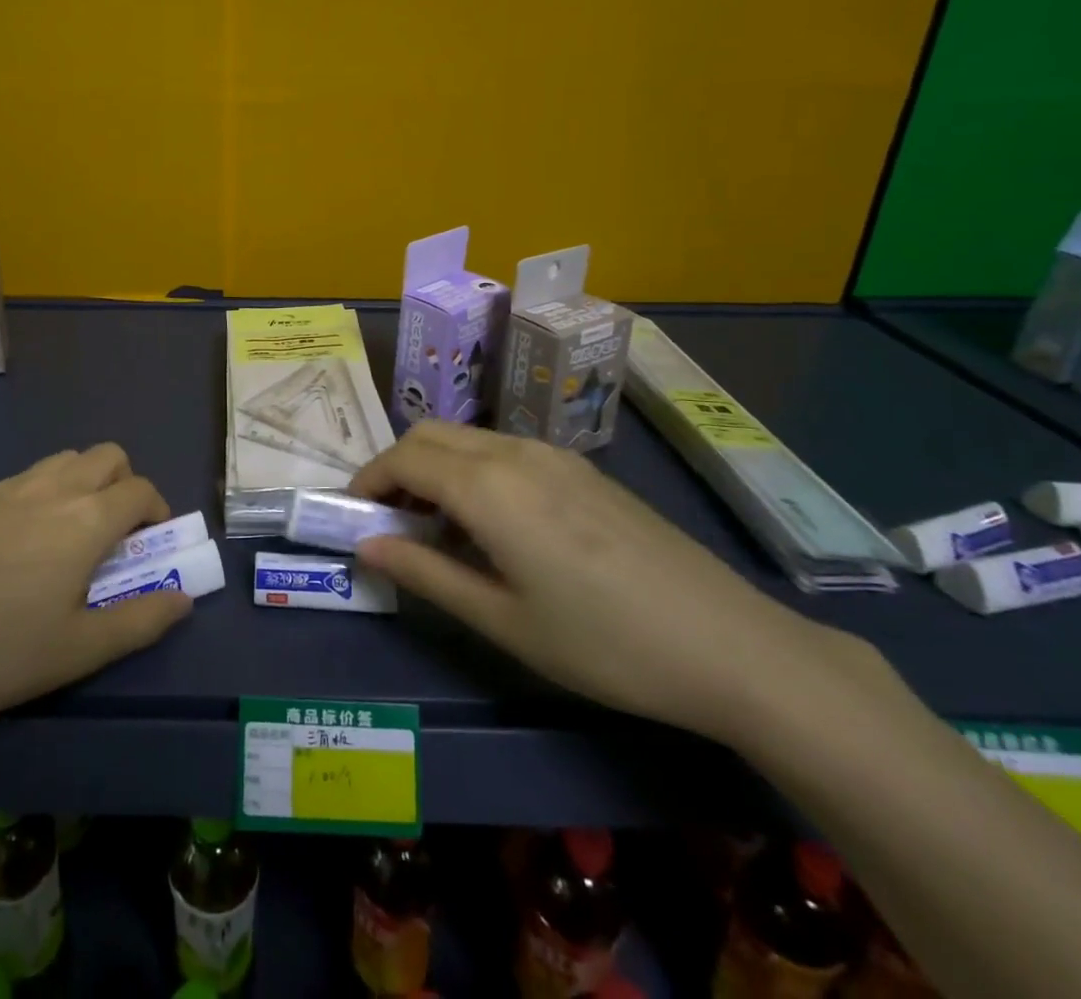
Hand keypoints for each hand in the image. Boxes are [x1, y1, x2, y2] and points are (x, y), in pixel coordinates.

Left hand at [0, 444, 191, 732]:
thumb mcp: (76, 652)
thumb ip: (140, 621)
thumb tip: (184, 599)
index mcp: (85, 519)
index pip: (140, 490)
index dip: (158, 512)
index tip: (152, 548)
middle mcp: (52, 488)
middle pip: (108, 456)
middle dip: (126, 485)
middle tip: (115, 538)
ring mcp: (8, 489)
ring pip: (66, 459)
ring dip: (86, 483)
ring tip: (71, 538)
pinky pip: (28, 477)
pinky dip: (48, 492)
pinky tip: (21, 546)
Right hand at [350, 422, 877, 743]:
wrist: (728, 644)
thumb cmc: (603, 642)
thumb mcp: (502, 619)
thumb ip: (425, 573)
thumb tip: (365, 546)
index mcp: (488, 485)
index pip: (403, 459)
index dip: (368, 482)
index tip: (352, 516)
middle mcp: (514, 452)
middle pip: (429, 435)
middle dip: (396, 468)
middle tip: (390, 523)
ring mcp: (553, 455)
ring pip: (467, 437)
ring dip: (434, 466)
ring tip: (436, 527)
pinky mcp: (581, 468)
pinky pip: (503, 449)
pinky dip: (471, 468)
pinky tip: (492, 523)